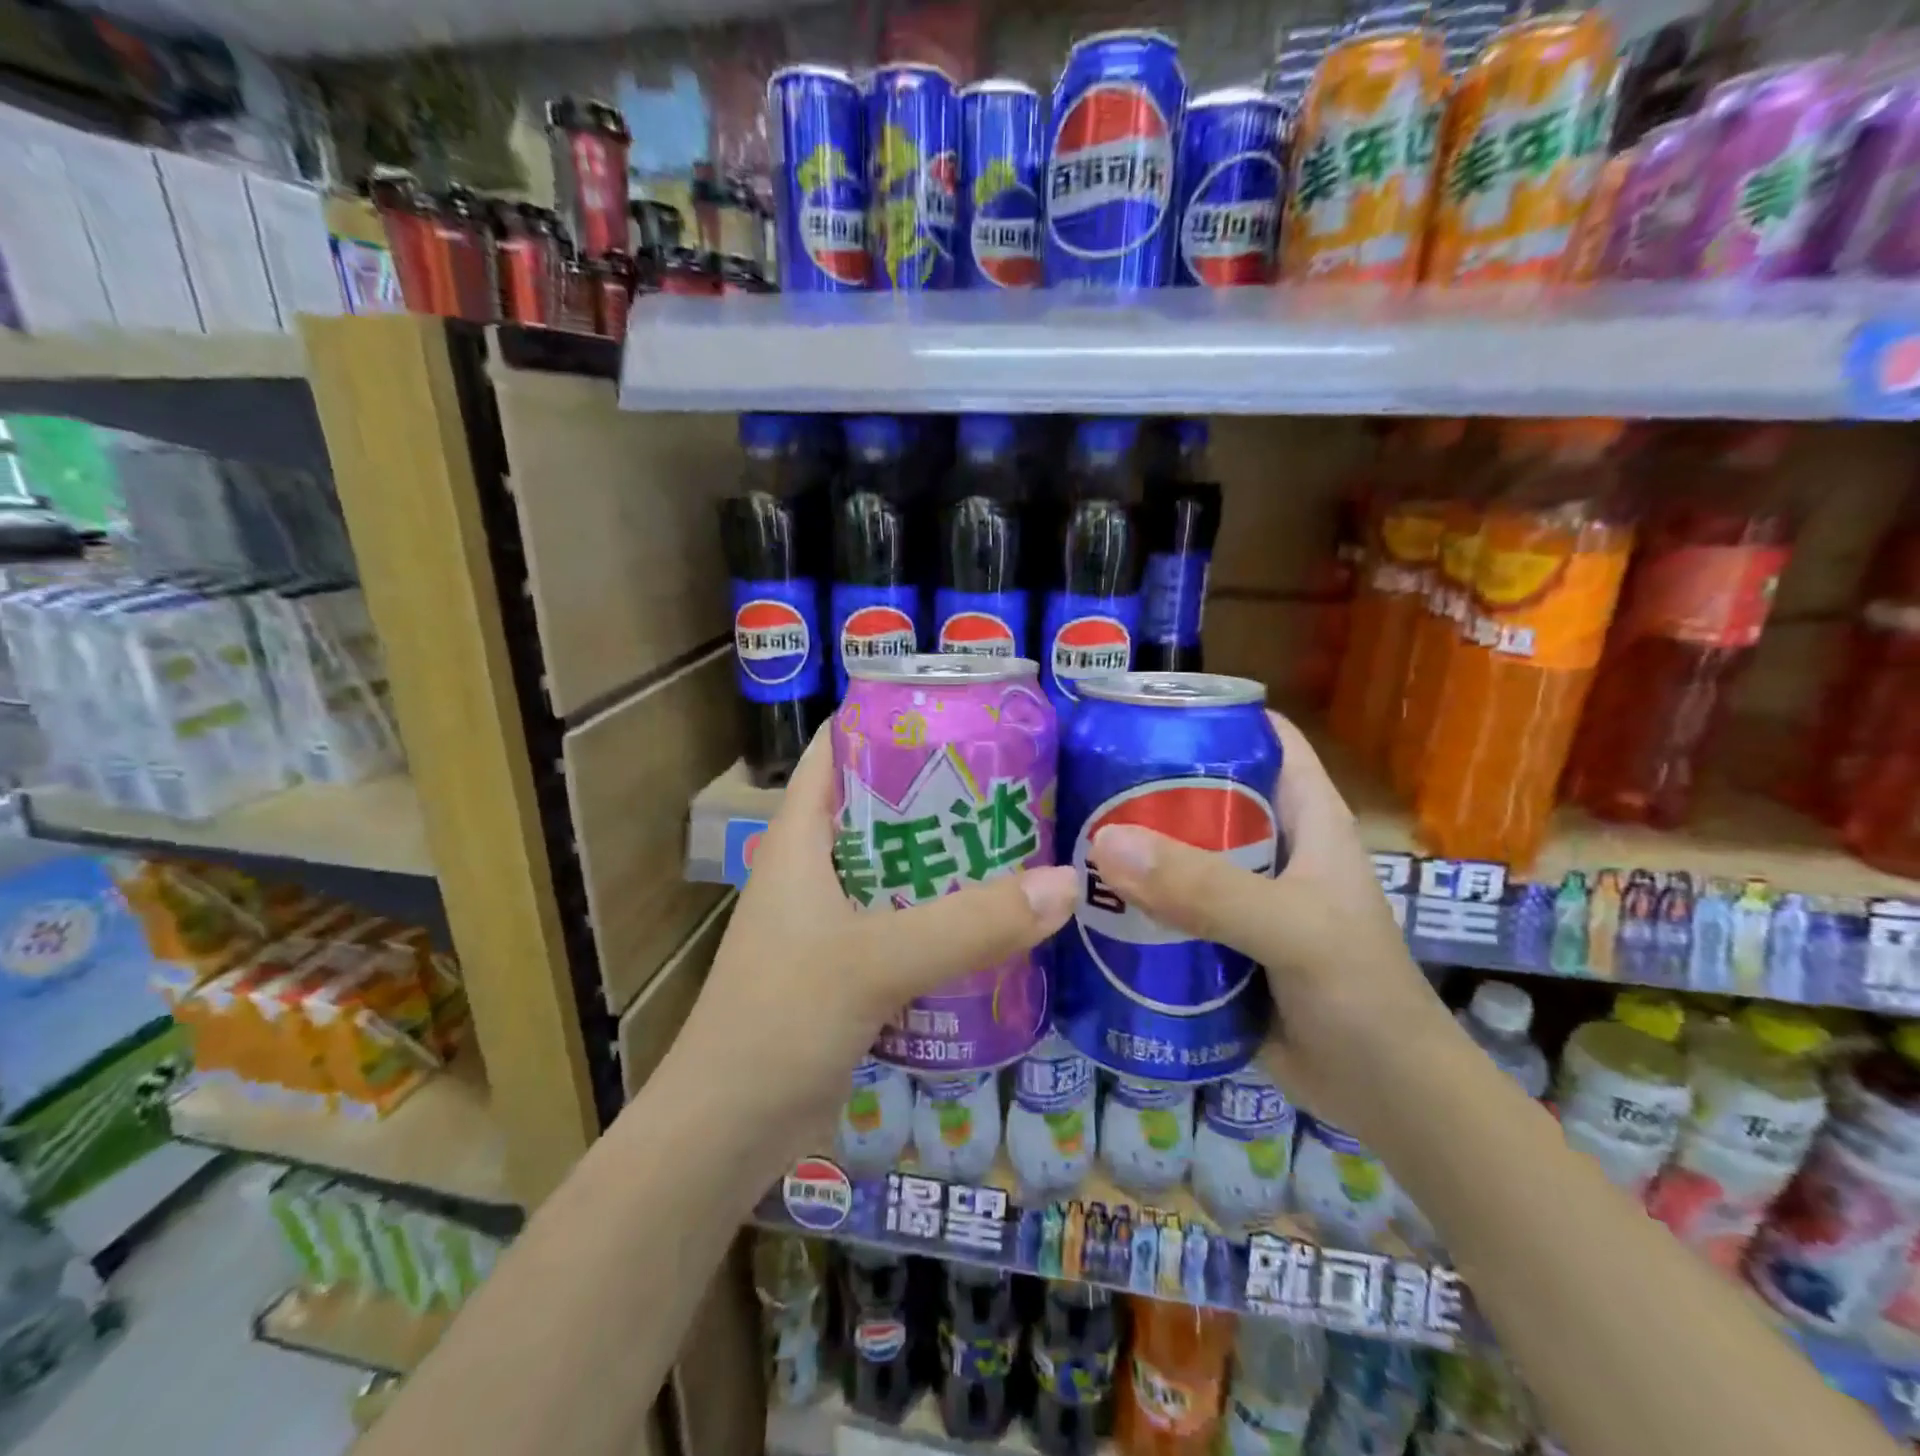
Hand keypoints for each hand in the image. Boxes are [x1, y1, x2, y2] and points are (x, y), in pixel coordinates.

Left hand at [667, 728, 1077, 1172]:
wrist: (725, 1135)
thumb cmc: (778, 1023)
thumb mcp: (874, 962)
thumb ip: (969, 925)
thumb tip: (1066, 883)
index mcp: (799, 838)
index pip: (837, 750)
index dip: (889, 720)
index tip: (961, 711)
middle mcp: (814, 870)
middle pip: (882, 808)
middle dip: (943, 793)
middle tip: (1017, 781)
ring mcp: (831, 922)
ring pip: (901, 870)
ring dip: (952, 860)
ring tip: (1024, 842)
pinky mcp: (850, 970)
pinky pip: (908, 925)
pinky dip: (948, 917)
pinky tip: (1001, 921)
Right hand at [1086, 711, 1451, 1142]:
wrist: (1385, 1100)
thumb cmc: (1361, 996)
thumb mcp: (1292, 930)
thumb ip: (1208, 889)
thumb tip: (1106, 843)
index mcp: (1303, 815)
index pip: (1258, 735)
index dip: (1204, 712)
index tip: (1132, 712)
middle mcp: (1269, 845)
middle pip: (1199, 792)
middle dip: (1142, 783)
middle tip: (1074, 778)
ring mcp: (1240, 895)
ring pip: (1175, 852)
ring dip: (1127, 847)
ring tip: (1063, 835)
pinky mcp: (1216, 941)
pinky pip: (1165, 906)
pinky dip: (1128, 902)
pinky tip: (1080, 901)